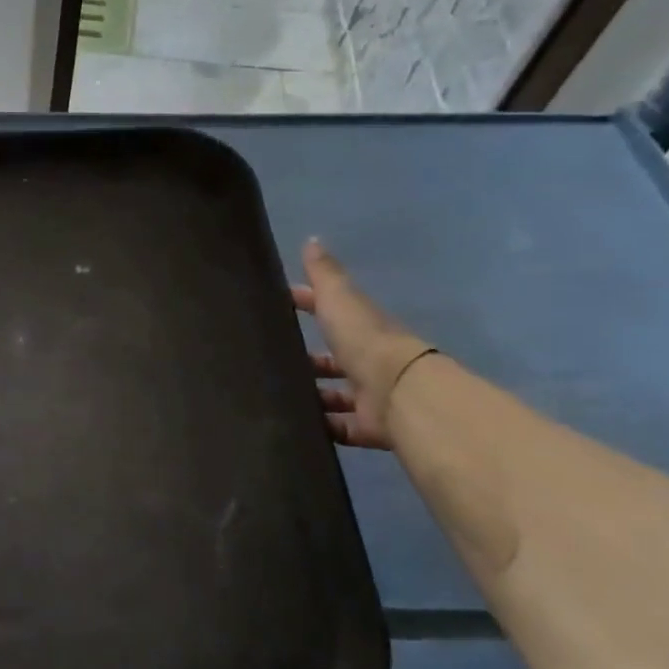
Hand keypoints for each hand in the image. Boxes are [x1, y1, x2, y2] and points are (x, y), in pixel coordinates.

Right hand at [292, 238, 434, 449]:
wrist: (398, 391)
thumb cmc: (364, 341)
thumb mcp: (339, 300)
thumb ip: (325, 275)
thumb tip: (312, 240)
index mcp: (362, 328)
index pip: (331, 311)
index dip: (306, 304)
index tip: (278, 305)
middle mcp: (368, 360)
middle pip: (334, 358)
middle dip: (309, 359)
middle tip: (271, 362)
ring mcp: (370, 395)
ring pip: (336, 394)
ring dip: (313, 395)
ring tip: (277, 396)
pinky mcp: (368, 426)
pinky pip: (340, 427)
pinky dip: (322, 427)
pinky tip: (296, 424)